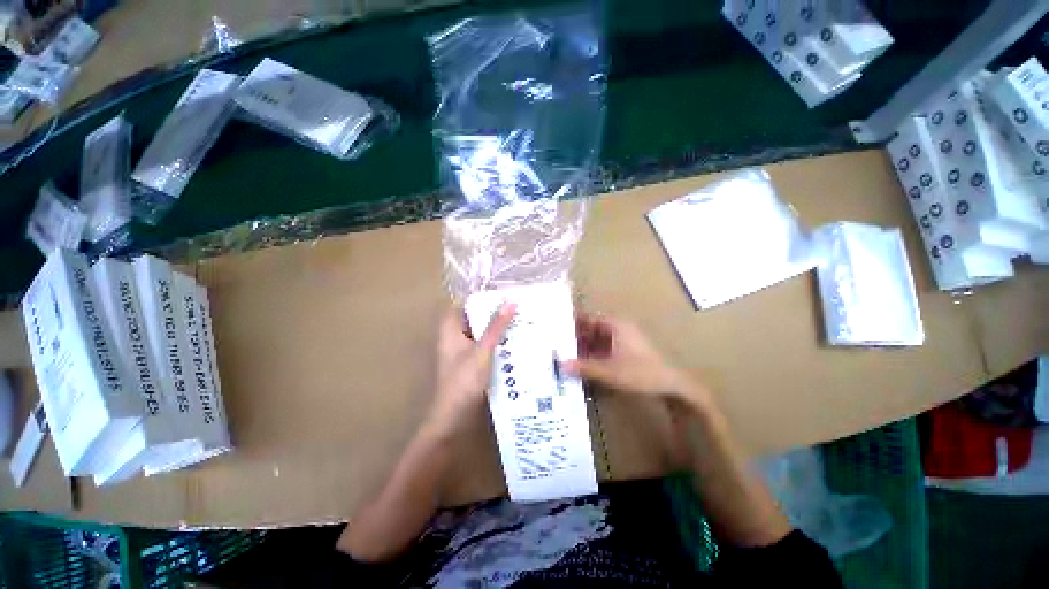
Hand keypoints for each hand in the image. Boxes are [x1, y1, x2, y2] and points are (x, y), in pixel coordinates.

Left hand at [428, 304, 515, 433]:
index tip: (498, 292)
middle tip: (514, 305)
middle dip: (491, 311)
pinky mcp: (471, 364)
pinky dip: (496, 342)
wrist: (455, 418)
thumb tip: (510, 302)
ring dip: (495, 327)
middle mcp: (454, 339)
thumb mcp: (482, 351)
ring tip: (518, 319)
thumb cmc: (464, 381)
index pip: (460, 305)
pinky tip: (513, 341)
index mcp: (450, 331)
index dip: (476, 297)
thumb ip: (496, 327)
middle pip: (472, 318)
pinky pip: (484, 346)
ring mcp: (462, 352)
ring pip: (480, 333)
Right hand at [561, 313, 709, 410]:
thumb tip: (560, 364)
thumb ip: (584, 367)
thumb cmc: (641, 372)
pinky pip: (605, 349)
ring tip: (566, 356)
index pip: (587, 318)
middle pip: (591, 329)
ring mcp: (624, 340)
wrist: (673, 386)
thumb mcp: (609, 371)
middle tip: (557, 345)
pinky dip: (593, 355)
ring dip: (584, 348)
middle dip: (575, 337)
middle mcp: (618, 329)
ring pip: (597, 340)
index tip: (555, 329)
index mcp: (615, 325)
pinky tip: (584, 365)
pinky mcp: (627, 352)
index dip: (572, 323)